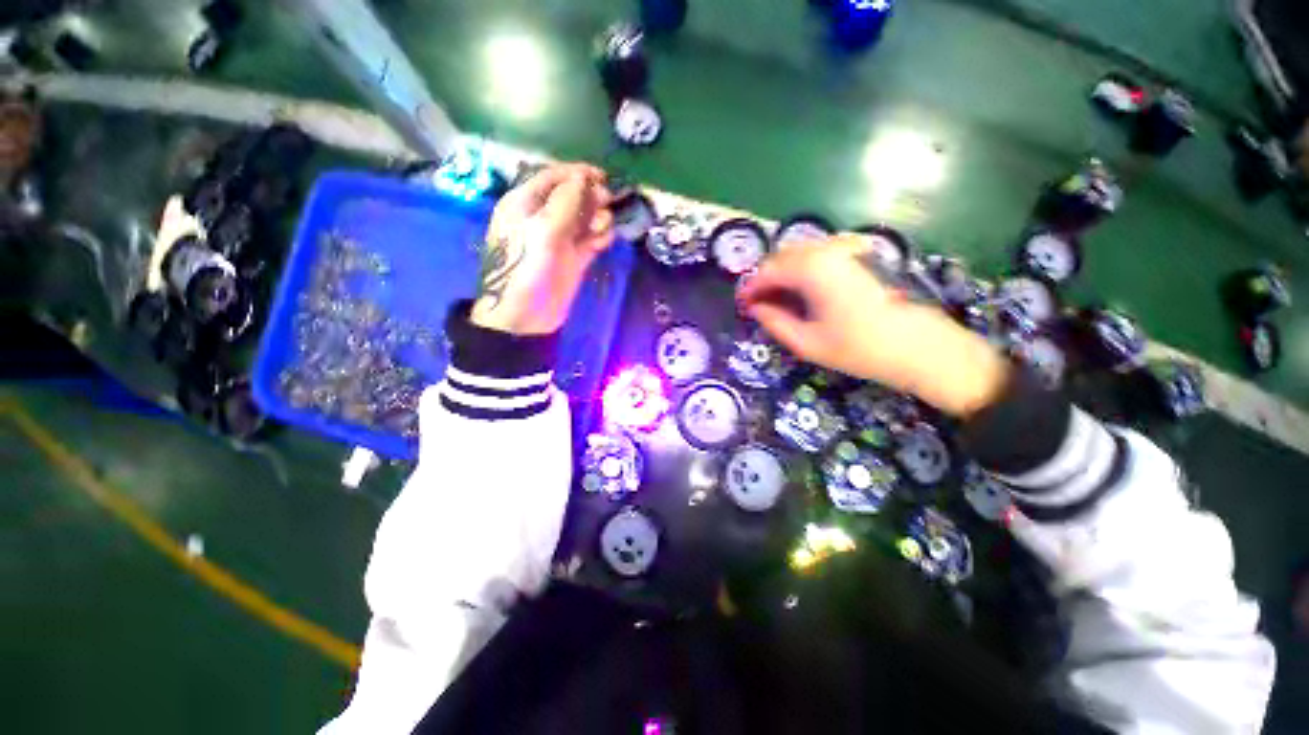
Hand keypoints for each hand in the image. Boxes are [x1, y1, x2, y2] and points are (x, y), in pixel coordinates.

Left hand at [470, 163, 614, 334]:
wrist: (525, 316)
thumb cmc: (526, 269)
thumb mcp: (542, 231)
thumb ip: (564, 203)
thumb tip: (583, 178)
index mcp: (525, 204)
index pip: (552, 177)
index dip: (576, 173)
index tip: (602, 176)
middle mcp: (542, 217)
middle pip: (572, 195)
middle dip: (590, 195)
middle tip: (606, 201)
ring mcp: (560, 239)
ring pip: (584, 217)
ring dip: (597, 217)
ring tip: (602, 227)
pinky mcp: (574, 258)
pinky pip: (591, 239)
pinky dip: (599, 236)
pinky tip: (603, 241)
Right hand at [737, 236, 1010, 416]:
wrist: (922, 347)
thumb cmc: (860, 348)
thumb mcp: (807, 342)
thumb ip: (774, 321)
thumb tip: (755, 308)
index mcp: (812, 269)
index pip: (767, 271)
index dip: (750, 288)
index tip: (741, 305)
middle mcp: (828, 249)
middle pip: (782, 257)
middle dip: (765, 279)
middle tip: (758, 304)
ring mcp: (847, 248)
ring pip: (800, 253)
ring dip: (783, 273)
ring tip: (778, 300)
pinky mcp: (861, 255)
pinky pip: (819, 255)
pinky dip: (803, 269)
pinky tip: (804, 291)